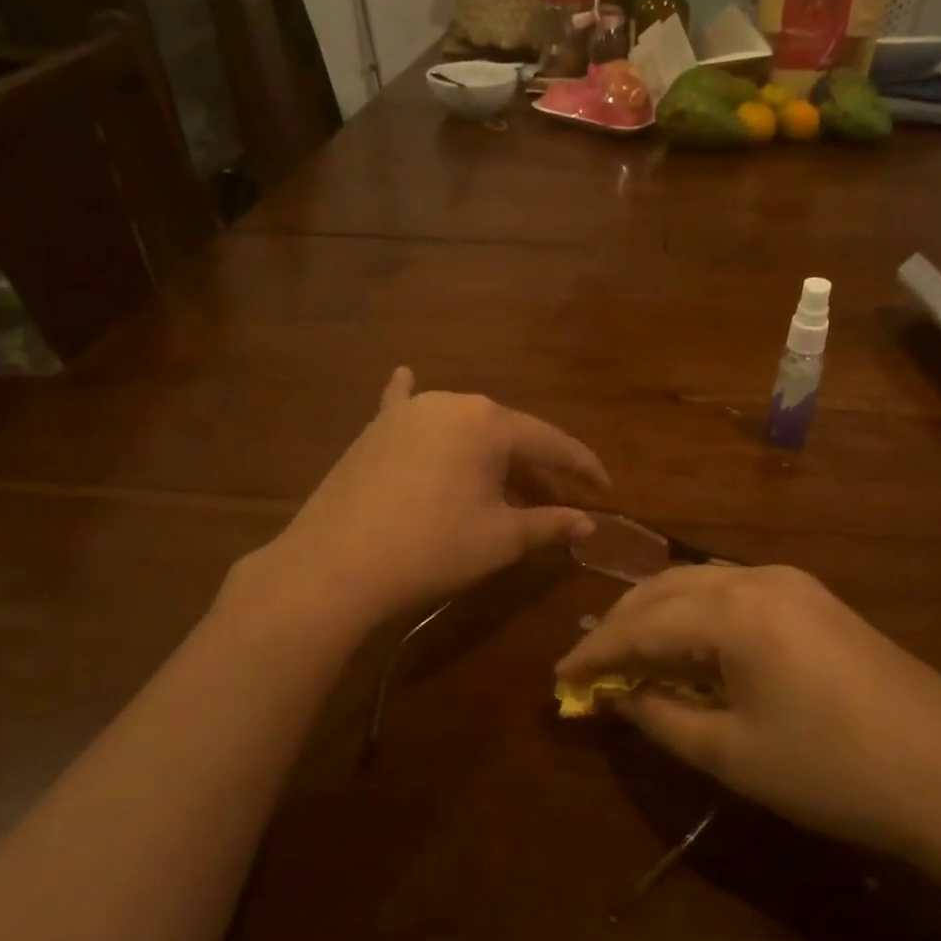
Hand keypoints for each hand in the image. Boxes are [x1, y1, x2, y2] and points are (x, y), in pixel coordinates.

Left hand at [238, 368, 609, 626]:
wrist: (336, 566)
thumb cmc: (432, 549)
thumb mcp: (500, 539)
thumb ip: (550, 523)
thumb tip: (590, 523)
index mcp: (489, 423)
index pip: (551, 442)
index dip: (582, 467)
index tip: (605, 489)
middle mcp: (451, 403)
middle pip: (507, 433)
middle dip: (534, 464)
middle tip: (555, 497)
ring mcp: (407, 411)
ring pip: (465, 427)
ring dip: (488, 451)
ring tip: (504, 478)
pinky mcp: (374, 429)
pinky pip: (403, 406)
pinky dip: (412, 399)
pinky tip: (405, 374)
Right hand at [556, 564, 940, 871]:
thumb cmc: (833, 771)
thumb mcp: (733, 754)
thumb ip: (662, 717)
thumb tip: (616, 697)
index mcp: (734, 611)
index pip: (642, 624)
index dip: (595, 652)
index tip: (559, 677)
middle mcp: (758, 577)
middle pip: (666, 587)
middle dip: (621, 622)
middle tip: (589, 663)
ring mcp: (792, 582)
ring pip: (700, 582)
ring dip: (658, 612)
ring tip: (630, 652)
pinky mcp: (815, 598)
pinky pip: (734, 591)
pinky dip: (697, 613)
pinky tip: (690, 644)